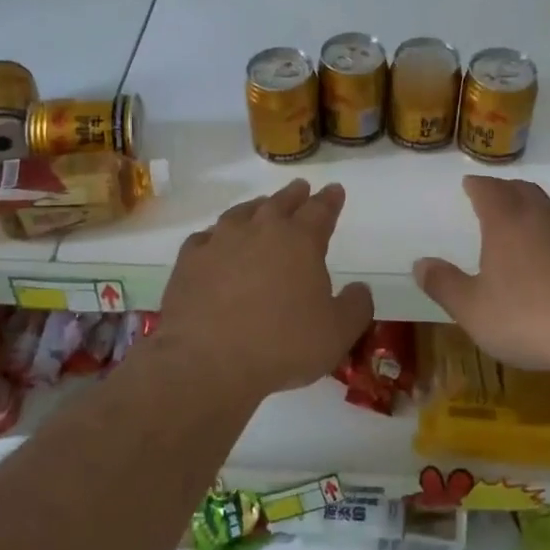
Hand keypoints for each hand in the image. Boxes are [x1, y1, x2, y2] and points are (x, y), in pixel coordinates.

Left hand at [157, 180, 372, 400]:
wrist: (208, 360)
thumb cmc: (282, 345)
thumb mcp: (338, 333)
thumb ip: (355, 306)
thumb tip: (360, 288)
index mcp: (300, 241)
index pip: (320, 210)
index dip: (330, 200)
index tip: (334, 190)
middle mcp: (260, 230)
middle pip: (280, 203)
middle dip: (294, 195)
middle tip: (300, 188)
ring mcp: (220, 241)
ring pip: (241, 213)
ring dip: (255, 208)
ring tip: (260, 207)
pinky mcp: (189, 260)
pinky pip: (205, 237)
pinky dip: (215, 236)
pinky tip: (214, 242)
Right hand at [413, 177, 549, 381]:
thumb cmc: (530, 319)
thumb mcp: (473, 311)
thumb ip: (444, 285)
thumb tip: (419, 263)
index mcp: (508, 223)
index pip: (489, 191)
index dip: (478, 185)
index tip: (470, 183)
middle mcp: (546, 217)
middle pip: (525, 191)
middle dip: (509, 191)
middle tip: (500, 197)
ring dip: (545, 208)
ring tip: (538, 219)